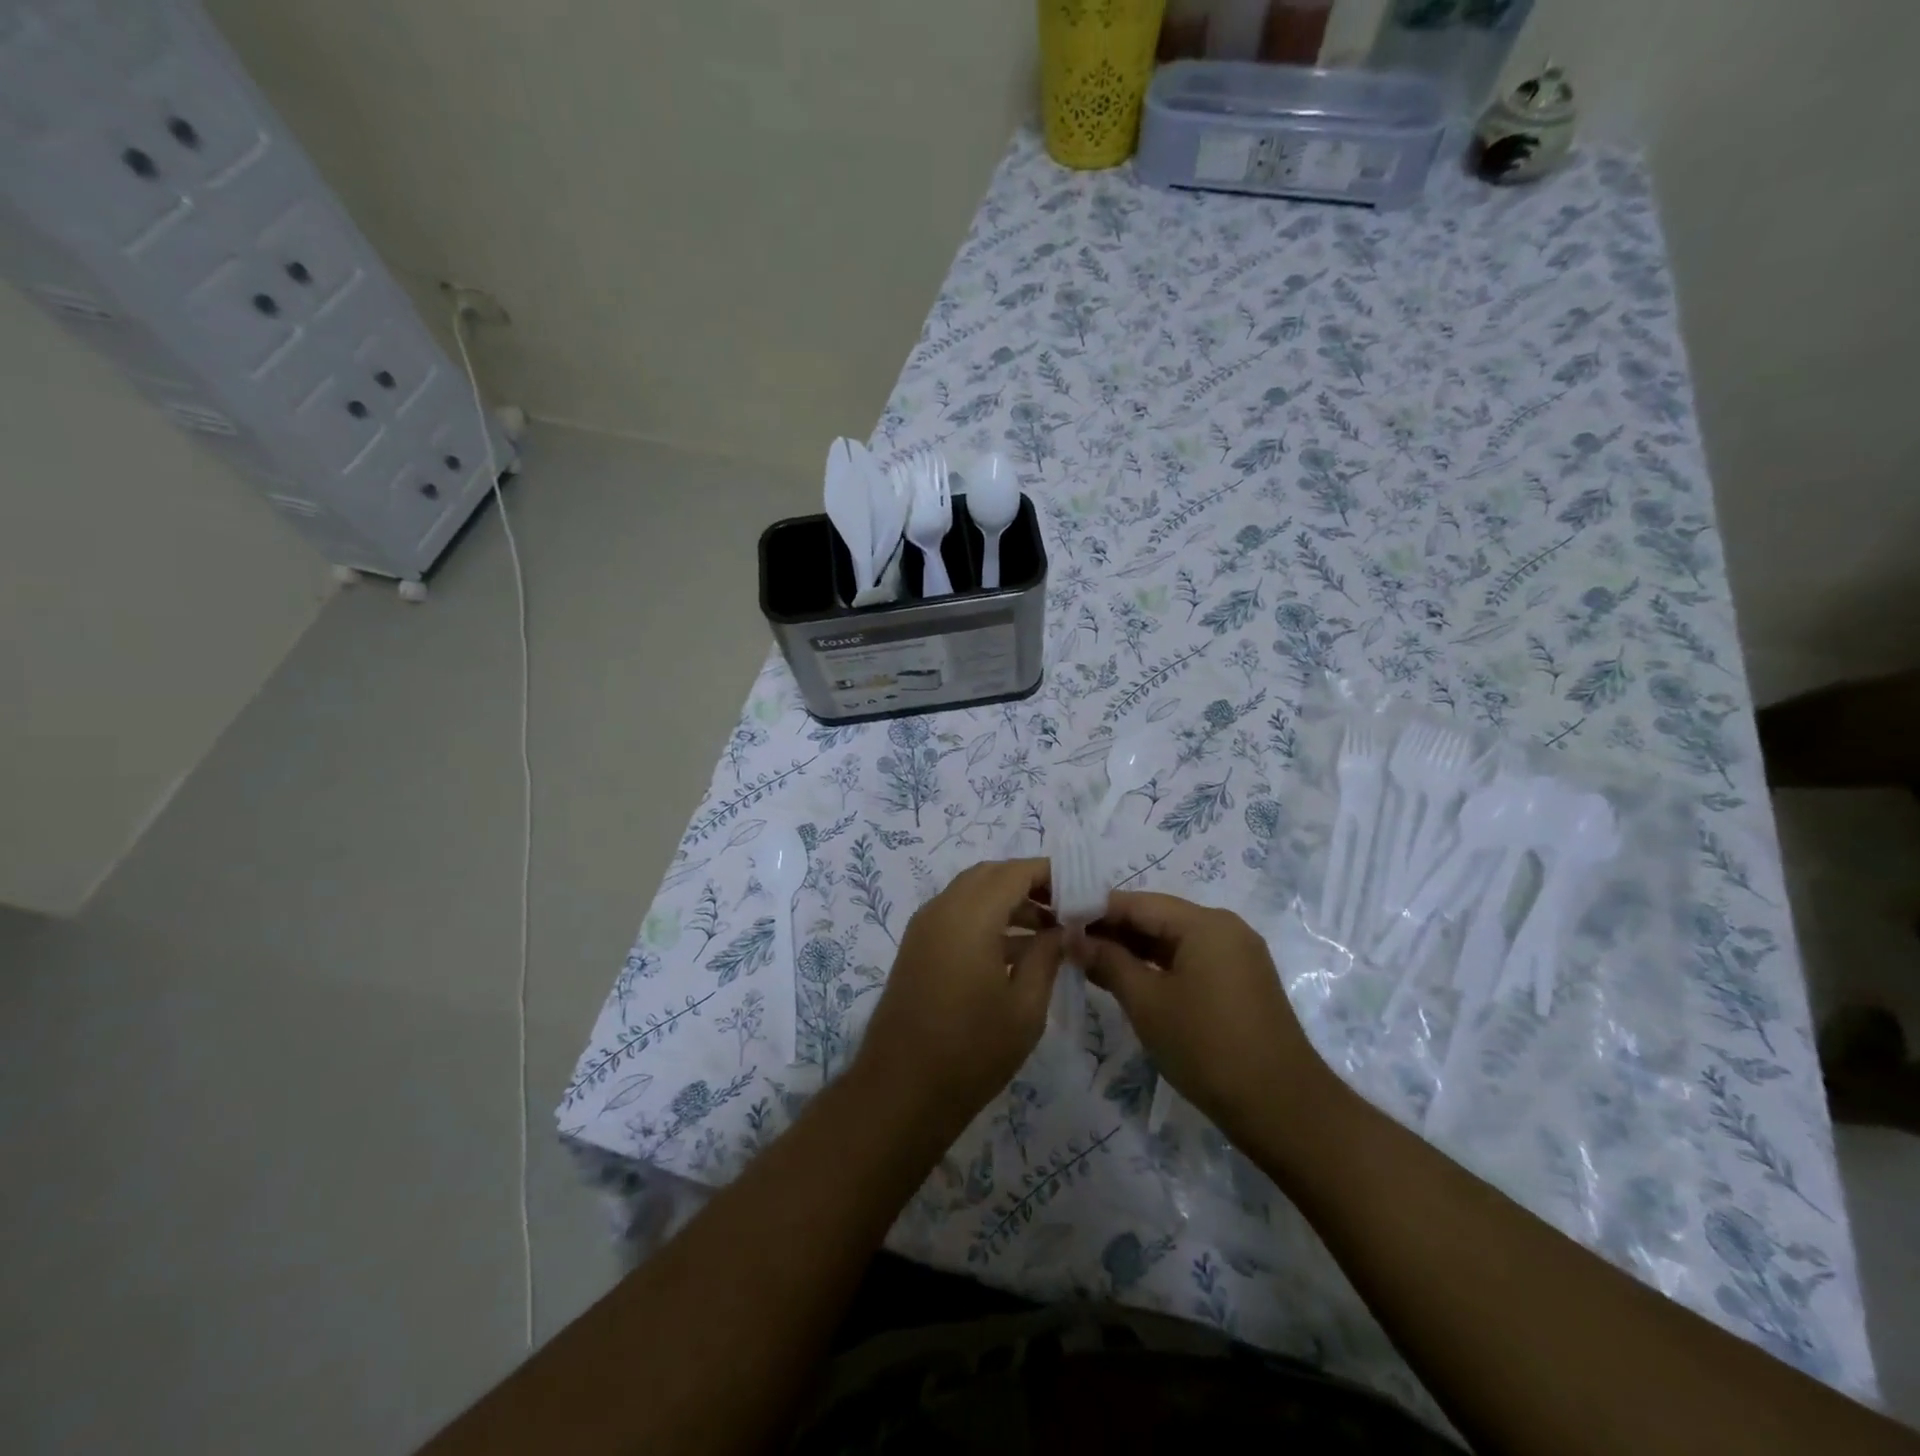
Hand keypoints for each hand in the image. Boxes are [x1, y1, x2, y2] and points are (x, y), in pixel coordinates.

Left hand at [852, 859, 1062, 1137]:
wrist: (901, 1091)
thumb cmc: (971, 1051)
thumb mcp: (1025, 1007)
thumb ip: (1047, 956)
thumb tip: (1063, 929)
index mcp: (969, 916)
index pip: (1015, 872)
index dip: (1050, 873)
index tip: (1081, 889)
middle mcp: (942, 909)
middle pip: (990, 875)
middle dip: (1028, 883)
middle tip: (1065, 908)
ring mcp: (924, 928)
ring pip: (971, 893)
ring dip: (1008, 901)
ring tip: (1049, 931)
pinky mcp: (917, 948)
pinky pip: (956, 914)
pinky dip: (986, 918)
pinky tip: (1015, 950)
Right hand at [1071, 892, 1329, 1143]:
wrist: (1283, 1110)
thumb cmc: (1207, 1047)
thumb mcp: (1147, 1003)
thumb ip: (1107, 962)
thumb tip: (1072, 938)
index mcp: (1205, 923)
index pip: (1137, 903)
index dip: (1095, 910)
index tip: (1058, 921)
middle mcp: (1224, 928)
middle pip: (1157, 917)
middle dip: (1112, 930)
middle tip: (1067, 944)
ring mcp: (1237, 955)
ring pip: (1173, 940)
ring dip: (1133, 950)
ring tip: (1089, 962)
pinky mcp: (1240, 982)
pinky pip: (1190, 960)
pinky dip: (1158, 966)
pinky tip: (1128, 980)